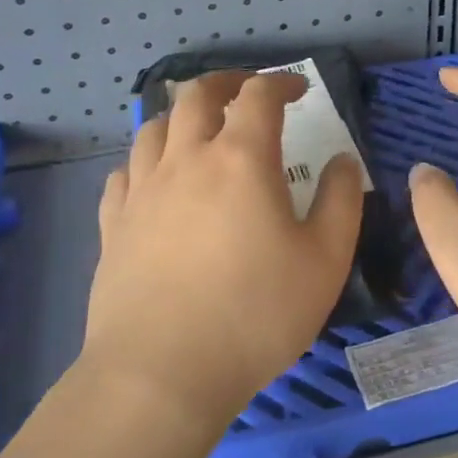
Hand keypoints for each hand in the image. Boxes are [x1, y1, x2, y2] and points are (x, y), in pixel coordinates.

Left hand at [81, 71, 363, 435]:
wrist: (161, 374)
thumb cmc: (255, 314)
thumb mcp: (325, 259)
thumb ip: (341, 200)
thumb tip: (343, 160)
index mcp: (241, 158)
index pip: (259, 95)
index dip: (281, 83)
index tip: (299, 90)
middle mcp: (187, 159)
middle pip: (197, 95)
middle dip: (226, 83)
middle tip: (246, 93)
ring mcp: (143, 190)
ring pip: (155, 127)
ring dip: (182, 116)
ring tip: (200, 130)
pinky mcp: (114, 224)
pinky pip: (125, 172)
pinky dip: (146, 161)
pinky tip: (156, 179)